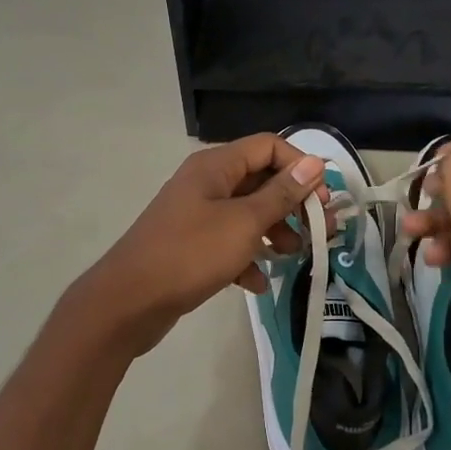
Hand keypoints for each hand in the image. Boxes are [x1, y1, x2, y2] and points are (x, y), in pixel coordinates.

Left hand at [73, 134, 329, 356]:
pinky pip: (228, 243)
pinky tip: (257, 284)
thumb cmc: (190, 254)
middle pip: (260, 180)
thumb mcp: (244, 223)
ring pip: (247, 214)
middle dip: (292, 204)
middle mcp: (205, 183)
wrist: (128, 302)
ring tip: (293, 257)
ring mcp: (196, 215)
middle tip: (319, 232)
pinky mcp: (191, 246)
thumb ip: (281, 194)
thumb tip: (314, 163)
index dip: (300, 166)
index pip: (268, 146)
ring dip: (273, 232)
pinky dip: (246, 259)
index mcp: (215, 166)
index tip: (322, 199)